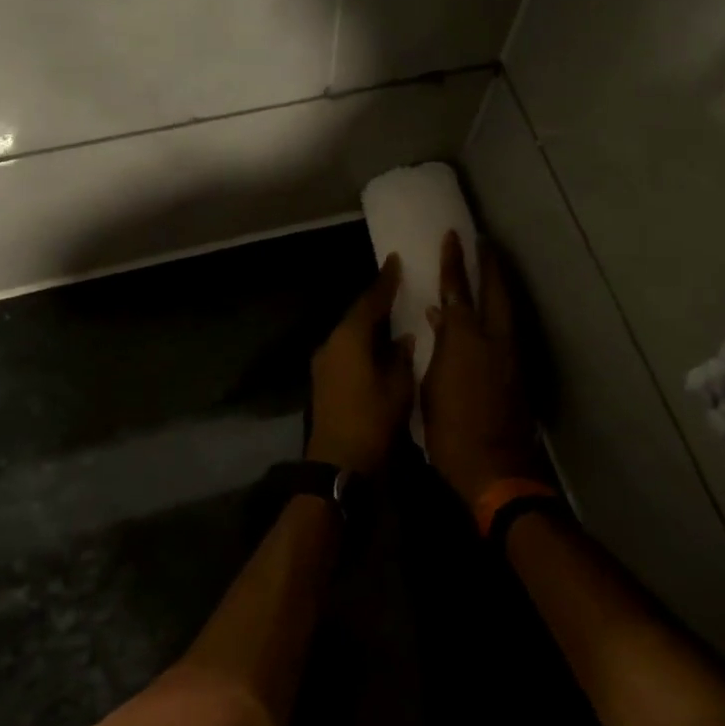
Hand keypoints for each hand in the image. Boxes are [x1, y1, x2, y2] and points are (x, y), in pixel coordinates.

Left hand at [305, 256, 416, 474]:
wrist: (338, 464)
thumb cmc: (373, 421)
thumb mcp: (398, 387)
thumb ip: (401, 357)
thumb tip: (402, 339)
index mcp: (349, 338)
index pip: (370, 301)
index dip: (385, 282)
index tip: (394, 261)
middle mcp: (331, 344)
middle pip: (356, 316)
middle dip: (376, 303)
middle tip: (397, 288)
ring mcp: (323, 364)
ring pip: (349, 335)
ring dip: (368, 326)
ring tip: (390, 318)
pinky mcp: (322, 382)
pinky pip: (345, 352)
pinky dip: (361, 345)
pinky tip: (377, 349)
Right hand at [422, 231, 548, 504]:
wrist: (495, 467)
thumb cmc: (449, 431)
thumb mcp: (430, 386)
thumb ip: (437, 347)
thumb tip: (437, 318)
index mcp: (464, 340)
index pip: (457, 290)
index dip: (454, 262)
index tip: (454, 236)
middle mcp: (494, 339)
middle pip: (495, 291)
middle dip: (489, 264)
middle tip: (484, 242)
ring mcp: (511, 354)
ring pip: (507, 309)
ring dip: (499, 287)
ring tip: (490, 271)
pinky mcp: (520, 371)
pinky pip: (509, 330)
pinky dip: (500, 313)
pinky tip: (491, 315)